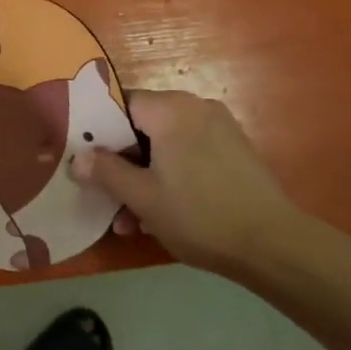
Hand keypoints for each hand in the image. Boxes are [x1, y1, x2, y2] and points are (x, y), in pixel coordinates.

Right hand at [76, 90, 325, 275]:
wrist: (273, 245)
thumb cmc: (199, 215)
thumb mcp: (142, 197)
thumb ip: (106, 172)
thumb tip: (77, 158)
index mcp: (171, 109)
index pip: (121, 104)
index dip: (99, 132)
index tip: (87, 161)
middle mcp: (196, 108)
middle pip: (143, 127)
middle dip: (123, 164)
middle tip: (108, 198)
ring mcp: (220, 129)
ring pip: (166, 146)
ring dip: (145, 178)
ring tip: (133, 221)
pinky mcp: (235, 152)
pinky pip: (190, 155)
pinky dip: (172, 177)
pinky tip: (164, 214)